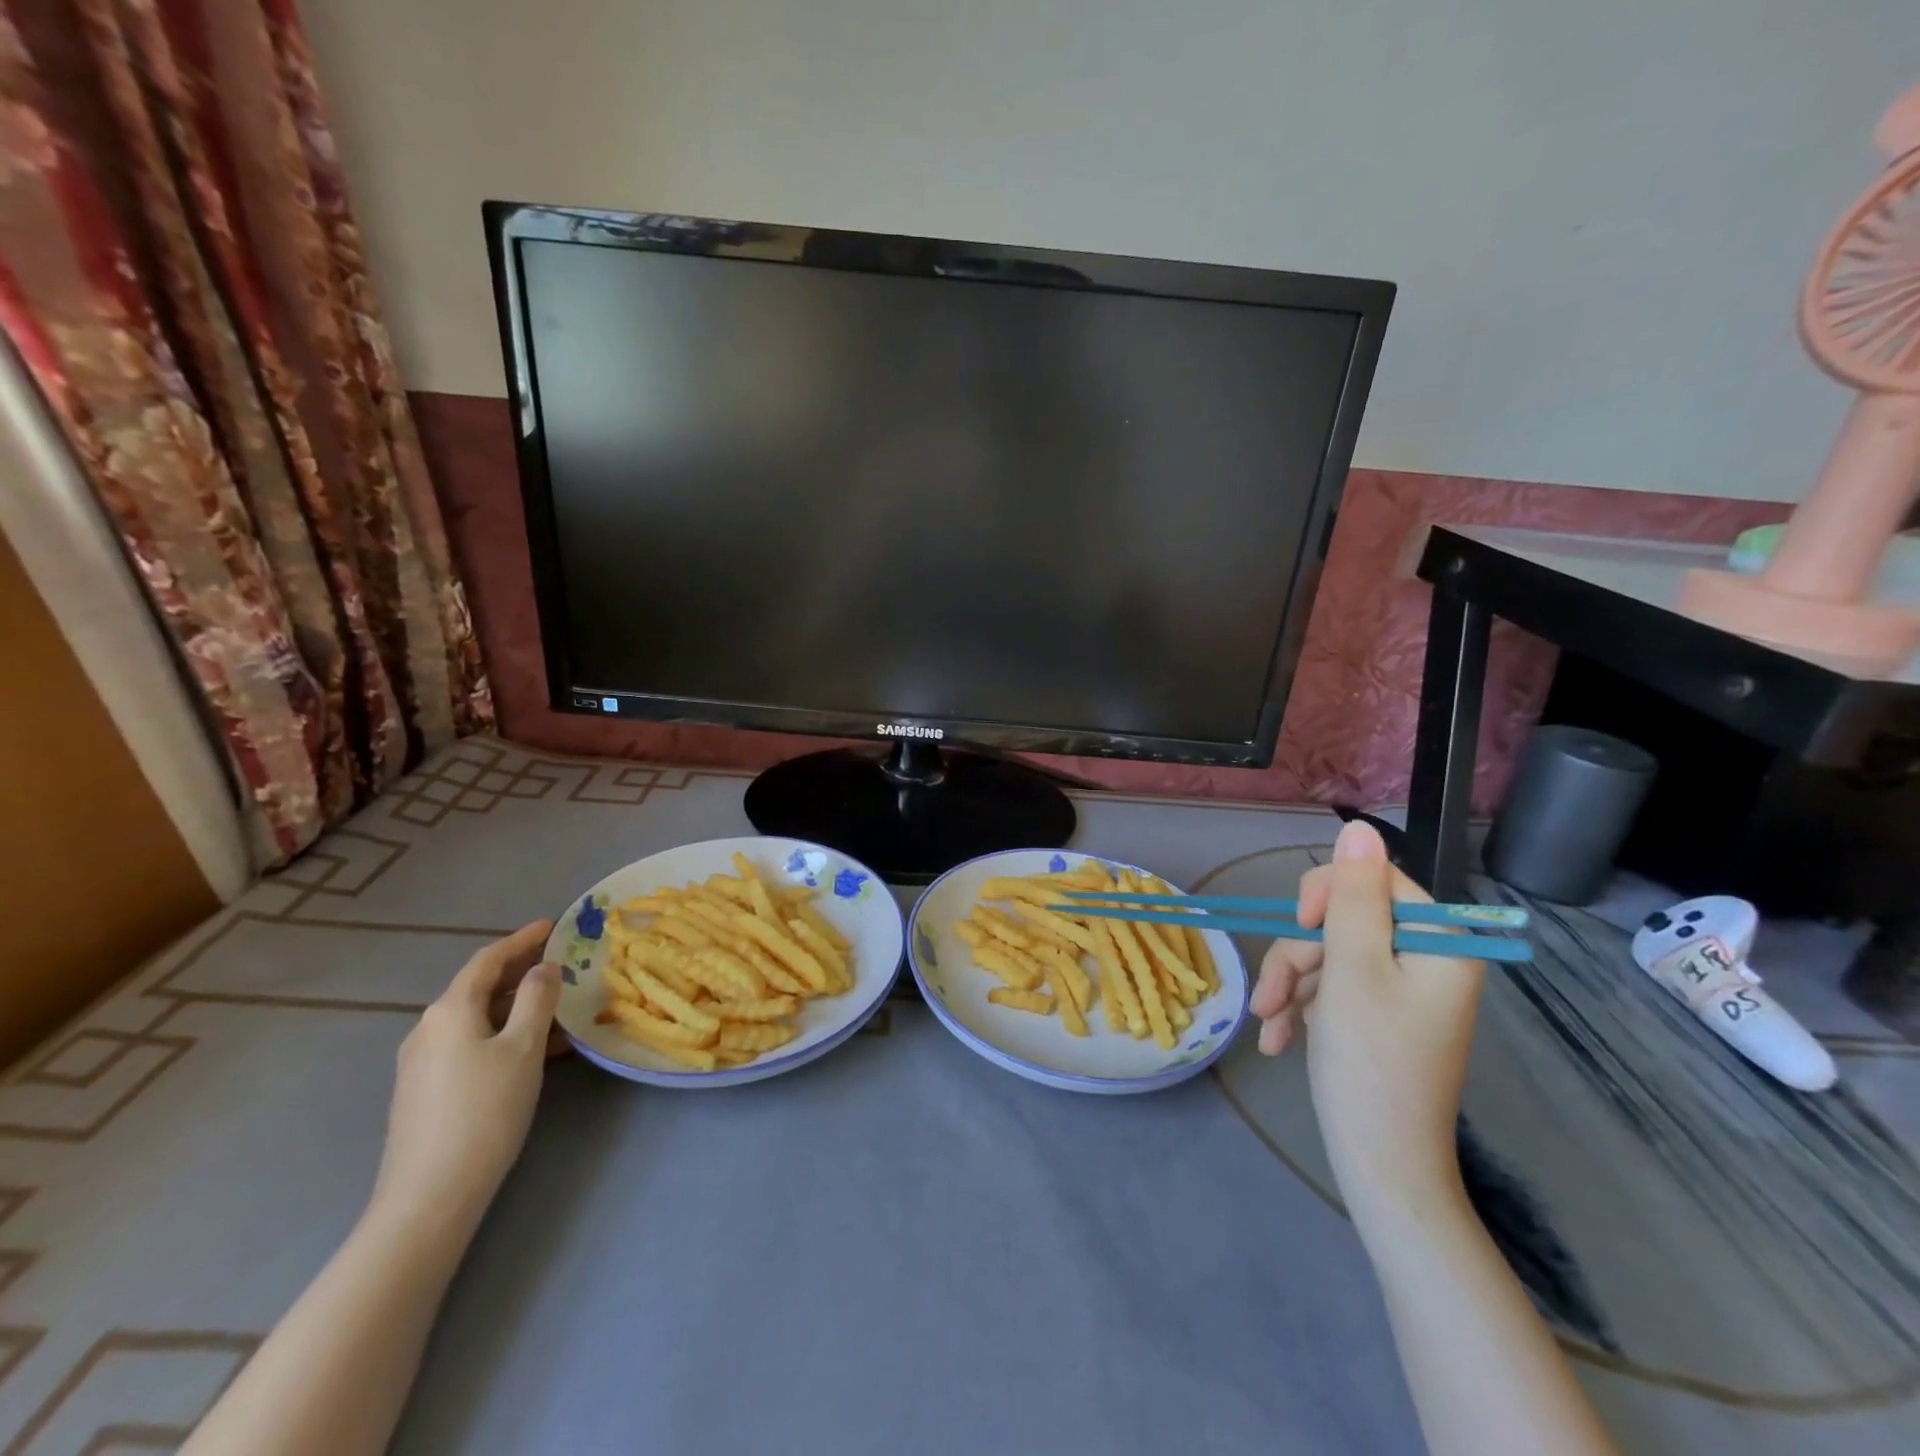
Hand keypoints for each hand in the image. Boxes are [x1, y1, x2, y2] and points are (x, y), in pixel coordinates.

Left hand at [370, 921, 563, 1235]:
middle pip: (479, 987)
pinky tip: (532, 1050)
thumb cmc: (485, 1110)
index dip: (522, 939)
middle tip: (560, 963)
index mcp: (450, 1010)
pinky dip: (502, 1033)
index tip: (553, 926)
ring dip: (516, 1006)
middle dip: (520, 972)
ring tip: (557, 1008)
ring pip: (477, 1018)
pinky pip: (470, 1044)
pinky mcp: (424, 1091)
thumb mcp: (523, 1047)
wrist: (429, 1196)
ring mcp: (421, 1062)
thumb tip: (544, 968)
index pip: (488, 959)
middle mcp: (428, 1028)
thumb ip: (537, 999)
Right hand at [1250, 822, 1483, 1220]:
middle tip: (1272, 996)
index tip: (1299, 927)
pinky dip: (1301, 1007)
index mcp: (1438, 941)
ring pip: (1328, 953)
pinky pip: (1332, 986)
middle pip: (1343, 919)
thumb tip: (1359, 826)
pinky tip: (1279, 1039)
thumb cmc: (1370, 1064)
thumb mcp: (1353, 969)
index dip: (1326, 895)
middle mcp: (1426, 958)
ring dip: (1290, 985)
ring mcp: (1402, 989)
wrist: (1380, 1166)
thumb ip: (1352, 896)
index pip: (1374, 879)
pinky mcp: (1379, 1014)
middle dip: (1298, 955)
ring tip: (1268, 1026)